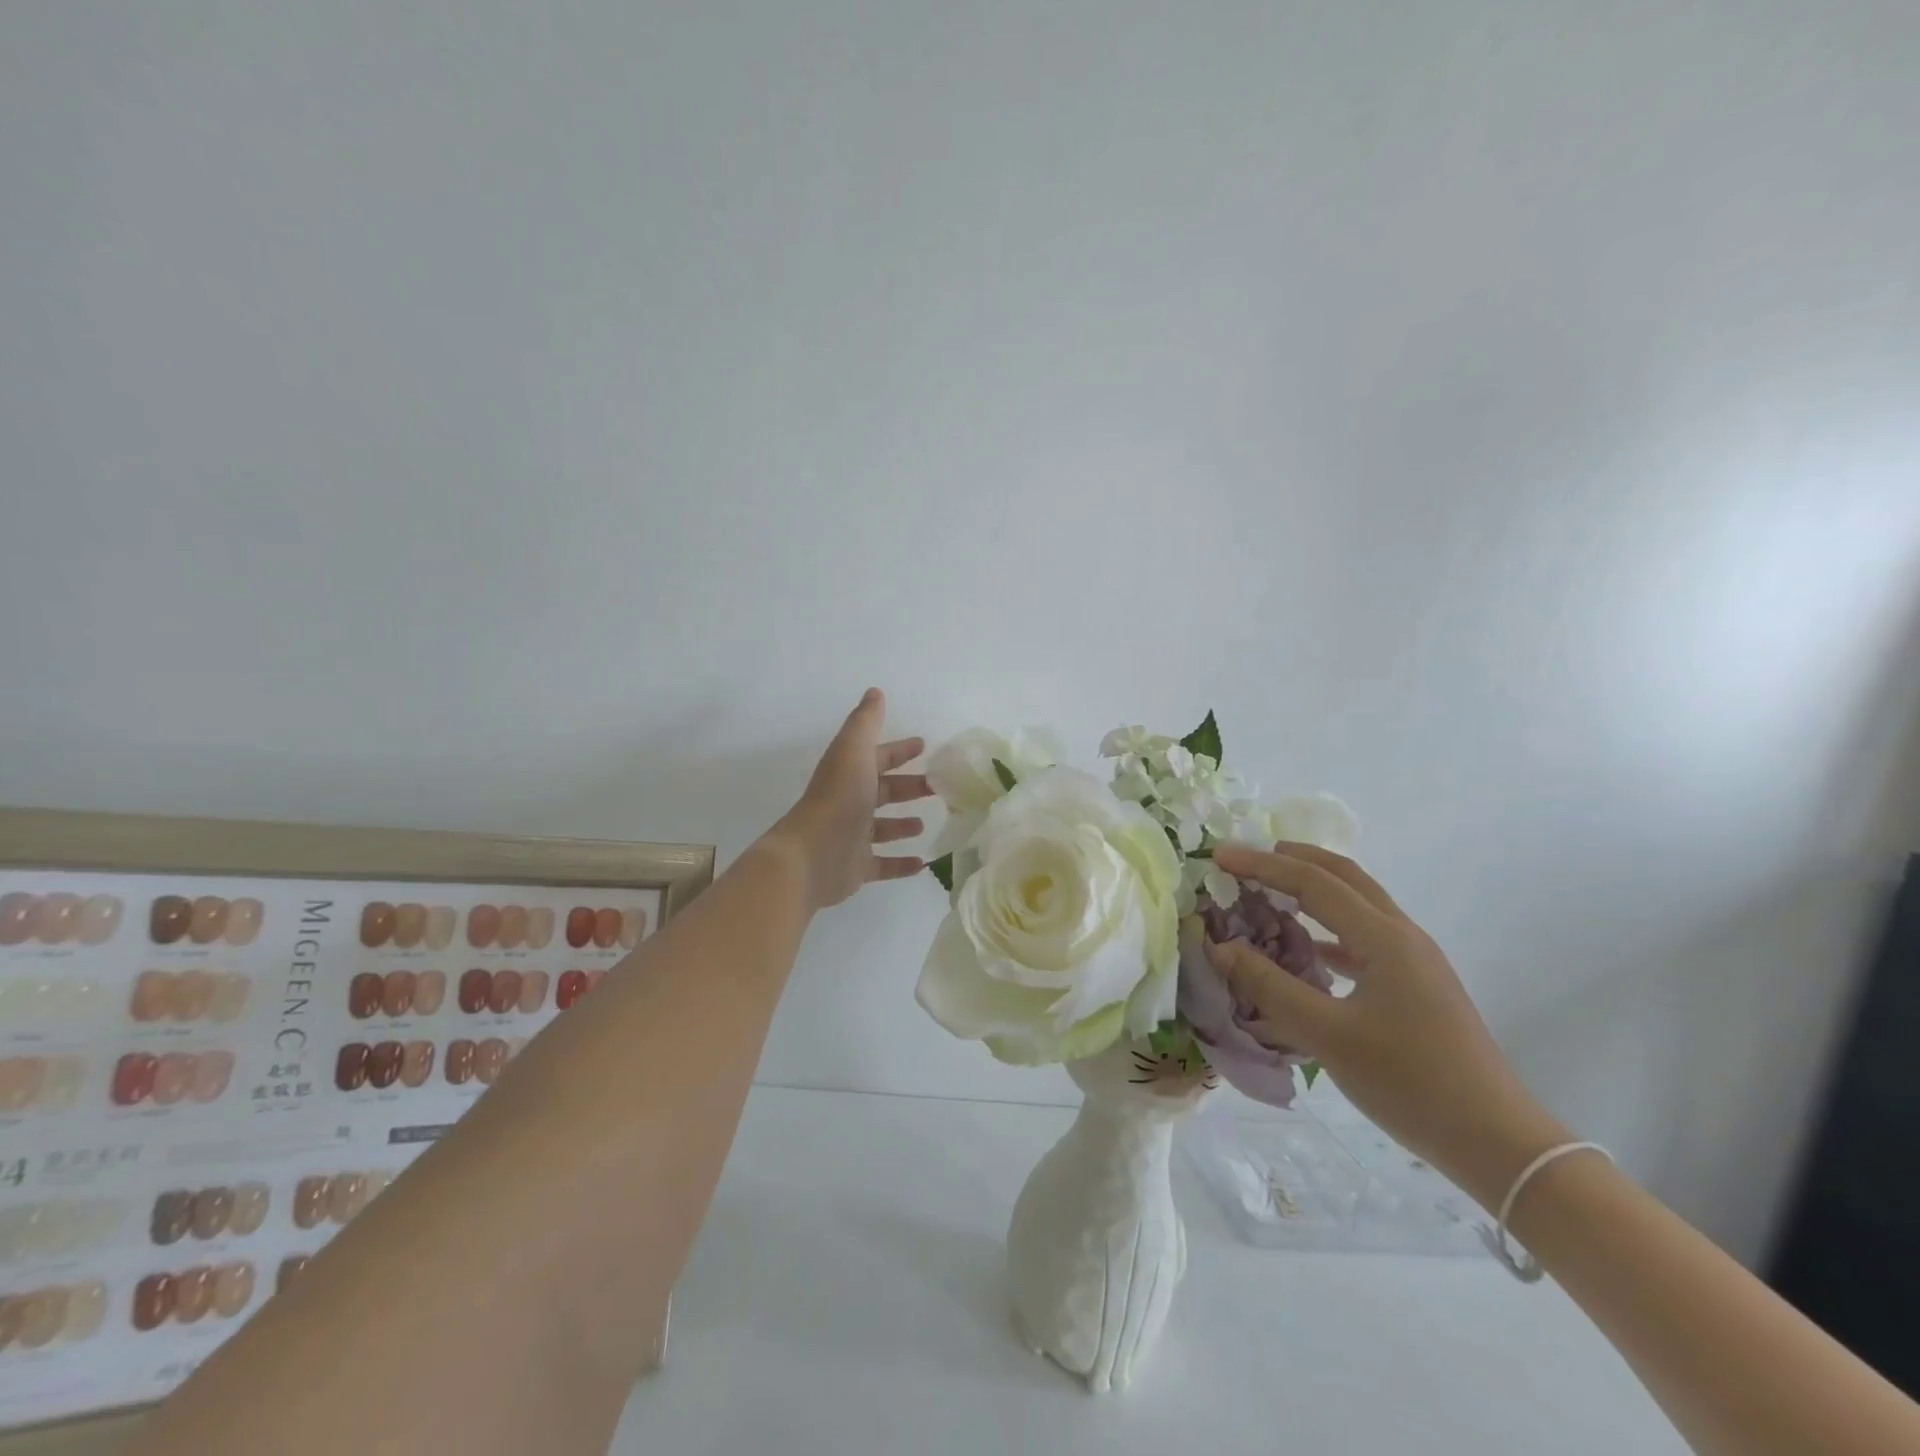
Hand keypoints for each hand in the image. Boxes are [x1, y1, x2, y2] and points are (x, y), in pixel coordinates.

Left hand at [768, 689, 932, 910]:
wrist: (812, 855)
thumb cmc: (838, 799)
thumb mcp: (853, 751)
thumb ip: (866, 722)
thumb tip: (875, 692)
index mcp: (849, 774)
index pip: (878, 757)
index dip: (899, 750)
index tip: (924, 746)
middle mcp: (849, 802)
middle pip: (883, 791)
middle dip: (908, 787)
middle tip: (937, 788)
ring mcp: (852, 837)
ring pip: (881, 828)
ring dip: (902, 824)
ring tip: (924, 824)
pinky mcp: (857, 868)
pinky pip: (883, 865)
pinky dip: (902, 864)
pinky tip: (923, 863)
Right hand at [1208, 842, 1569, 1210]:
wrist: (1496, 1141)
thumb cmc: (1409, 1081)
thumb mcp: (1327, 1035)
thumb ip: (1269, 986)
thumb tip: (1219, 947)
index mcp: (1384, 938)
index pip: (1313, 883)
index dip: (1262, 866)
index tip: (1220, 857)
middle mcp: (1403, 936)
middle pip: (1344, 877)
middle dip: (1294, 860)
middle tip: (1248, 859)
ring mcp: (1416, 961)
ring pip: (1359, 904)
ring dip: (1314, 890)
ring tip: (1272, 892)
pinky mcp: (1419, 985)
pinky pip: (1366, 937)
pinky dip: (1330, 928)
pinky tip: (1310, 950)